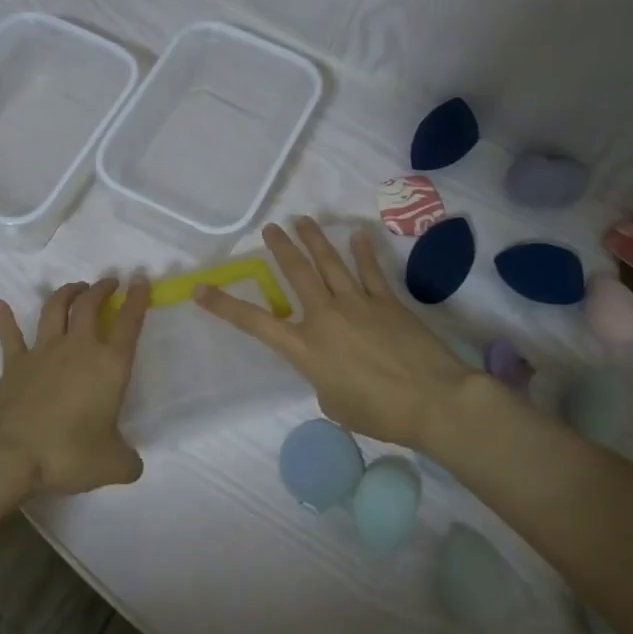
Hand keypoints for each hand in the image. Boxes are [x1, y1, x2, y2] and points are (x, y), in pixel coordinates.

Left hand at [0, 277, 151, 496]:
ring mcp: (42, 352)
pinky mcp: (13, 363)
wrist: (10, 456)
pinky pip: (9, 335)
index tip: (140, 279)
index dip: (137, 299)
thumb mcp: (112, 465)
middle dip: (101, 289)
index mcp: (109, 366)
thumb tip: (132, 464)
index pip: (129, 323)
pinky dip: (4, 318)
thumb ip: (128, 461)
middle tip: (109, 282)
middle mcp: (78, 349)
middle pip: (90, 305)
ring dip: (66, 293)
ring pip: (55, 309)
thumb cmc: (68, 454)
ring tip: (75, 287)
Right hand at [193, 219, 479, 448]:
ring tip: (303, 220)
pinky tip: (356, 235)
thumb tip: (329, 362)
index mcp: (305, 347)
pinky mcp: (387, 302)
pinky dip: (362, 251)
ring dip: (315, 240)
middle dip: (280, 249)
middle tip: (270, 229)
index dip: (224, 306)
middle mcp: (325, 316)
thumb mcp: (333, 404)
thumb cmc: (378, 413)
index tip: (200, 289)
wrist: (432, 400)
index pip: (254, 322)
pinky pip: (370, 271)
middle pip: (297, 274)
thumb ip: (321, 377)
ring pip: (330, 263)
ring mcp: (358, 304)